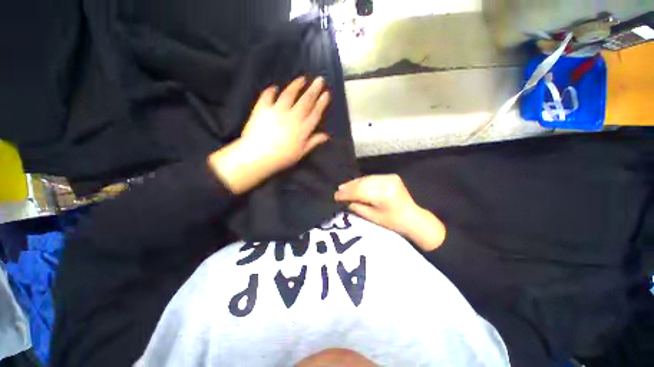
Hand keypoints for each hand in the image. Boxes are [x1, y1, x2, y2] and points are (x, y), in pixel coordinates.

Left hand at [209, 76, 329, 193]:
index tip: (326, 93)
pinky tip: (275, 87)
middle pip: (305, 101)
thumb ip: (313, 142)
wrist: (258, 156)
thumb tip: (326, 135)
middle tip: (320, 79)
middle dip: (314, 90)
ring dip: (296, 86)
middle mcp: (292, 116)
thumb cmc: (282, 158)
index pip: (315, 113)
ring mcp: (277, 111)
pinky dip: (271, 91)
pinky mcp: (262, 109)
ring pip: (289, 95)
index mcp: (302, 129)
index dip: (321, 103)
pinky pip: (267, 96)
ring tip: (302, 79)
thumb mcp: (301, 153)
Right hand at [334, 175, 445, 250]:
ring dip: (354, 183)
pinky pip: (372, 177)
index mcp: (384, 196)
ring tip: (343, 187)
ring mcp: (390, 178)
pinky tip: (355, 184)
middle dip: (349, 187)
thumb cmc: (393, 222)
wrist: (413, 217)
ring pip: (366, 178)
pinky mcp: (391, 176)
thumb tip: (345, 200)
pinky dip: (362, 181)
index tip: (336, 196)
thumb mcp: (373, 218)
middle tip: (338, 191)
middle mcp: (387, 183)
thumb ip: (357, 207)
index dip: (346, 194)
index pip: (360, 192)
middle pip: (362, 183)